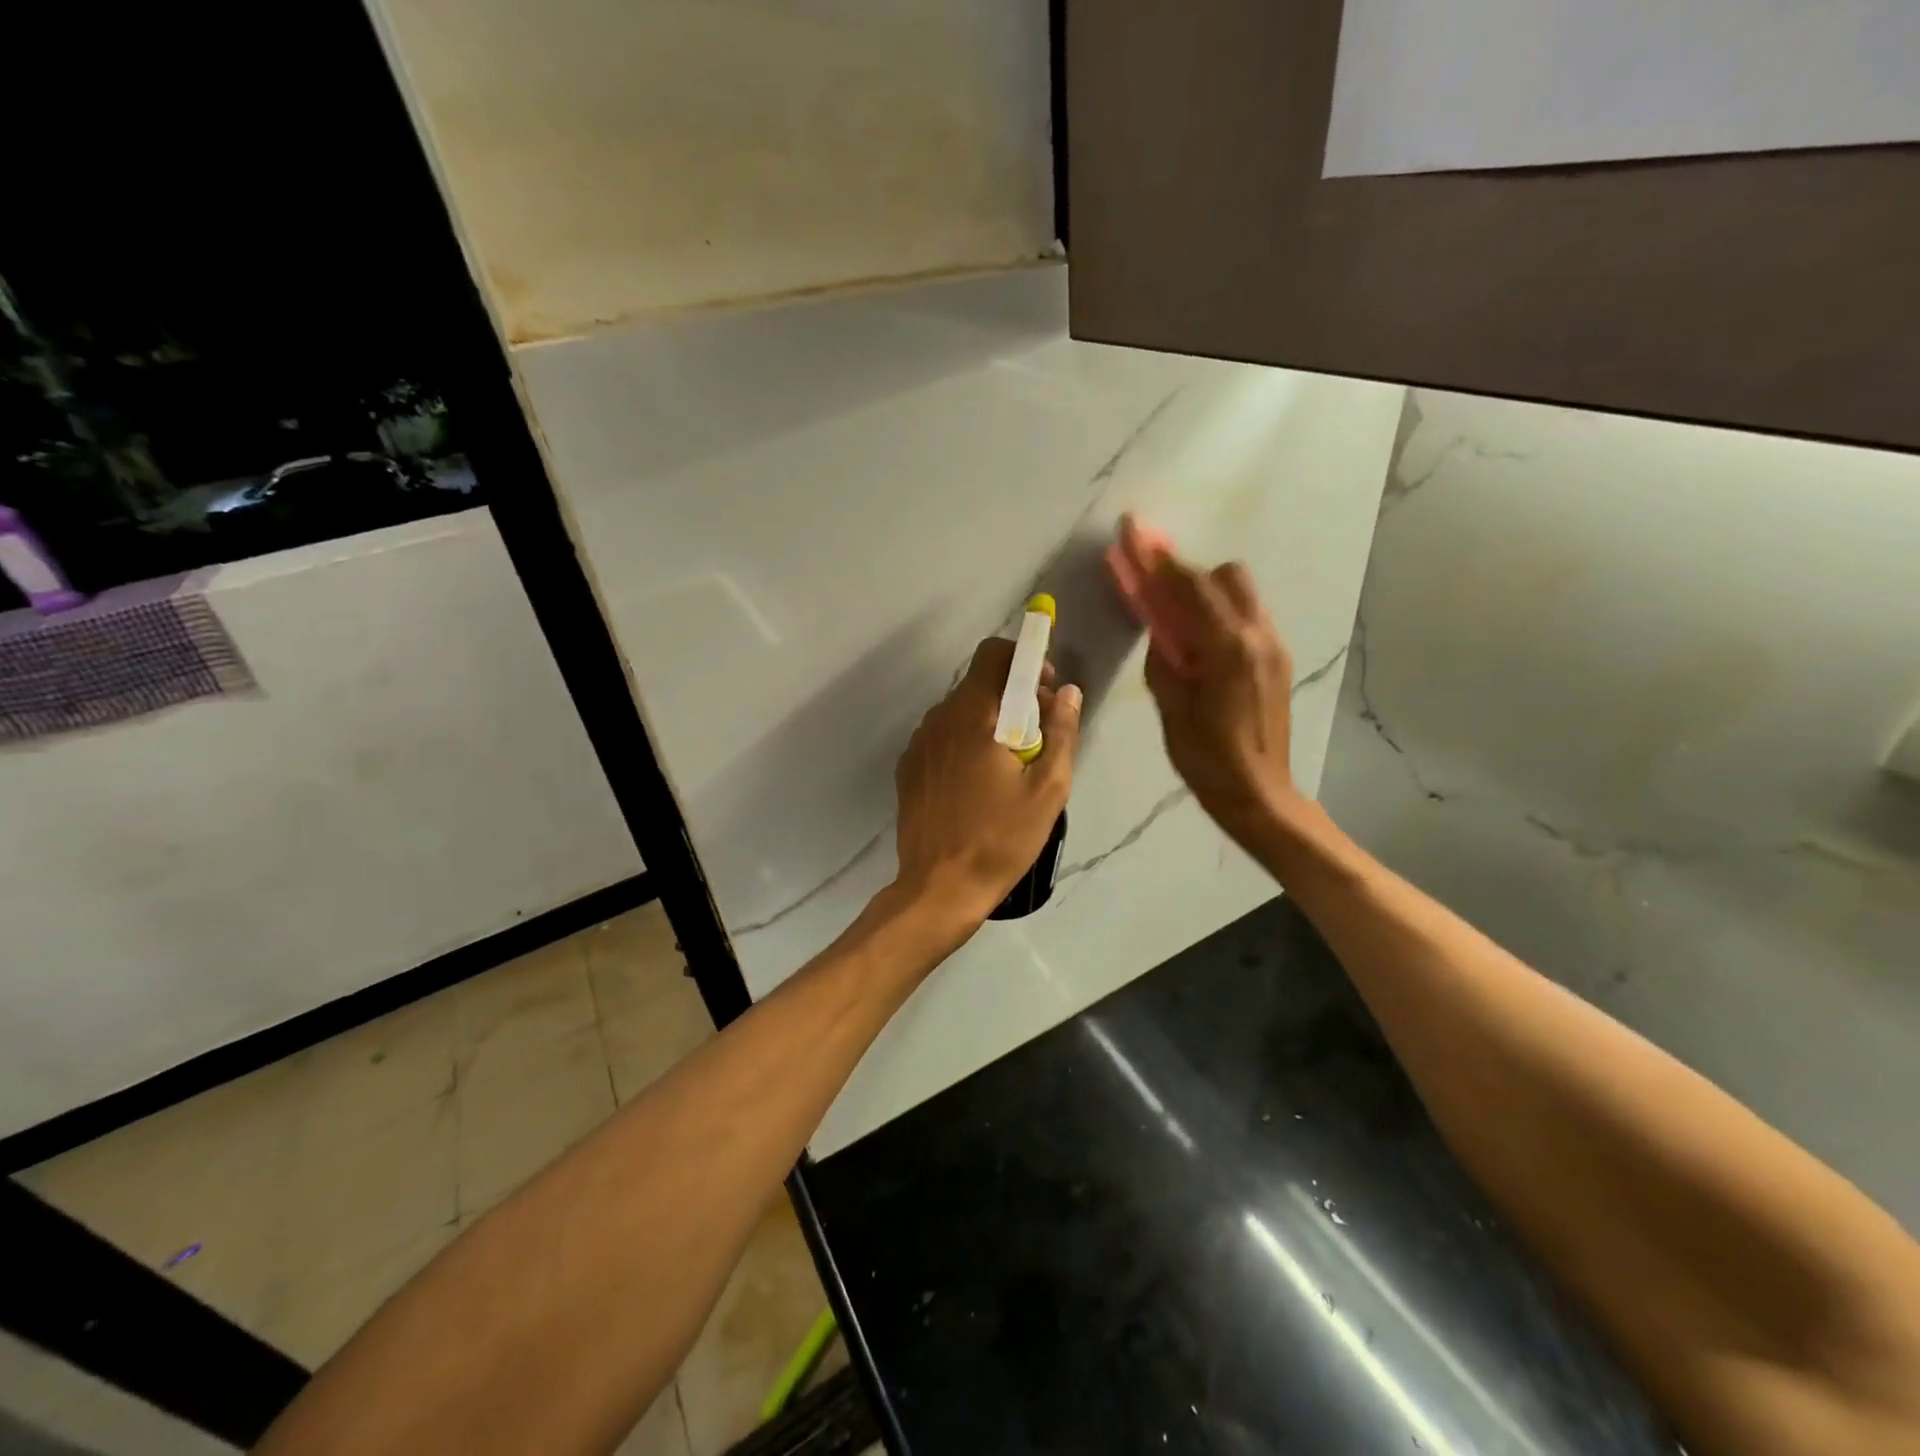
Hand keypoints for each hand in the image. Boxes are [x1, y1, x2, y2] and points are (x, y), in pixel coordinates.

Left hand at [891, 637, 1081, 931]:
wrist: (939, 887)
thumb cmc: (1000, 839)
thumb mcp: (1047, 789)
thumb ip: (1061, 732)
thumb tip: (1067, 691)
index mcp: (973, 716)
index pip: (993, 655)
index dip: (1023, 660)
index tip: (1044, 689)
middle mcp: (939, 719)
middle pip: (978, 684)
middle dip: (1012, 696)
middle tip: (1036, 736)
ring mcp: (918, 744)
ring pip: (959, 712)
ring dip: (987, 722)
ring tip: (1008, 766)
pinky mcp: (908, 768)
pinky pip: (942, 738)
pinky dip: (963, 744)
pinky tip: (977, 784)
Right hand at [1135, 549, 1300, 847]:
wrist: (1259, 793)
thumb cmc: (1206, 757)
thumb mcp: (1171, 707)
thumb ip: (1164, 657)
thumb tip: (1159, 627)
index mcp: (1227, 646)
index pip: (1190, 586)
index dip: (1159, 559)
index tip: (1135, 533)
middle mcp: (1257, 635)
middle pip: (1226, 576)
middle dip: (1189, 574)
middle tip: (1158, 591)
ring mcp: (1273, 646)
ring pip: (1242, 594)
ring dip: (1208, 594)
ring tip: (1181, 620)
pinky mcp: (1278, 660)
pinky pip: (1249, 617)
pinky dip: (1223, 614)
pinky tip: (1204, 644)